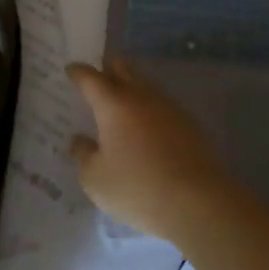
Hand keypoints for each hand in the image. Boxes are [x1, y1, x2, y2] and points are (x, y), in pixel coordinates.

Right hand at [65, 57, 240, 245]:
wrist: (198, 201)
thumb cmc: (138, 188)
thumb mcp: (95, 179)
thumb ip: (83, 155)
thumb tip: (80, 140)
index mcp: (113, 104)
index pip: (90, 78)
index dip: (78, 72)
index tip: (70, 70)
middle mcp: (141, 96)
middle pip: (122, 68)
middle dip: (107, 69)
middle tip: (96, 78)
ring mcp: (168, 107)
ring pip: (144, 84)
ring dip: (131, 87)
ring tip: (121, 103)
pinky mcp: (189, 123)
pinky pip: (162, 105)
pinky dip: (149, 109)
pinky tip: (147, 126)